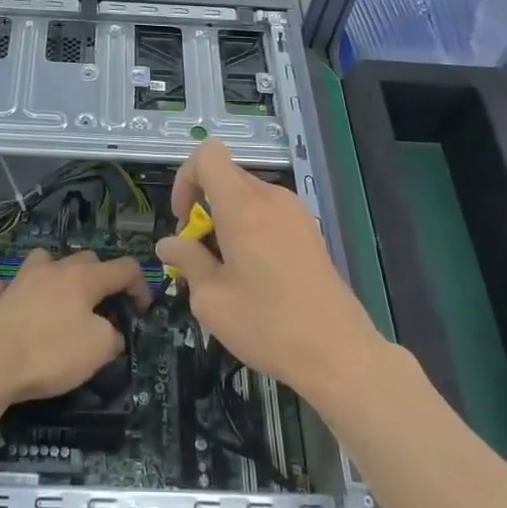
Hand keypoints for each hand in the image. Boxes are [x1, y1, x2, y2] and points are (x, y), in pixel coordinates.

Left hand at [0, 248, 151, 404]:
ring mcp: (22, 279)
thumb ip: (112, 336)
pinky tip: (18, 306)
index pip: (124, 268)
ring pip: (46, 262)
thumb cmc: (51, 352)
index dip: (141, 286)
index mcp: (84, 277)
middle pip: (87, 260)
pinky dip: (17, 292)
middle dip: (102, 279)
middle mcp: (54, 268)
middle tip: (105, 309)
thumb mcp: (98, 350)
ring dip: (58, 275)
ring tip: (62, 299)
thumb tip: (111, 332)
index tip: (143, 311)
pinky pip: (10, 286)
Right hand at [154, 139, 381, 400]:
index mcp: (243, 206)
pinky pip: (268, 212)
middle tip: (200, 254)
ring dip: (227, 220)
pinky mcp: (309, 230)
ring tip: (227, 270)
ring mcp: (295, 211)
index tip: (185, 221)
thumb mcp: (211, 299)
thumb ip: (187, 261)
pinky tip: (255, 274)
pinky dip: (251, 229)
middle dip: (204, 207)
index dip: (186, 178)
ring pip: (247, 196)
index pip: (208, 154)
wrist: (338, 352)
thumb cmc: (267, 325)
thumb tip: (168, 244)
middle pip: (226, 177)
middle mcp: (271, 197)